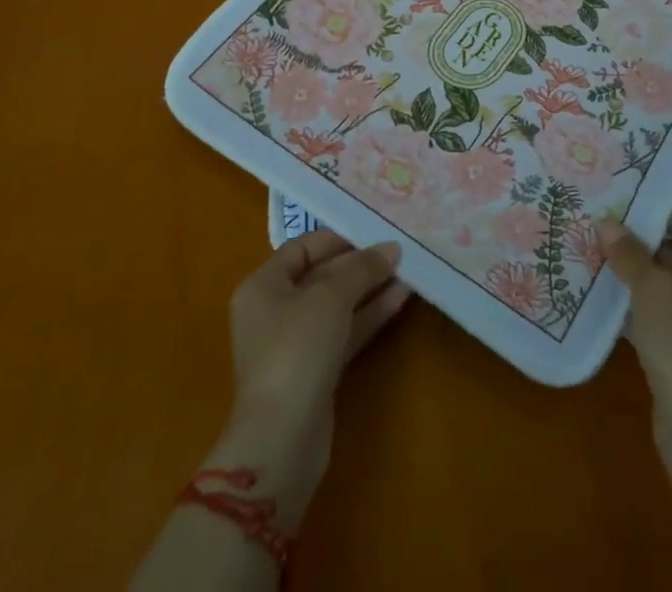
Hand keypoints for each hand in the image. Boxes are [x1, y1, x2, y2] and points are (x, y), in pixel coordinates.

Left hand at [213, 230, 411, 528]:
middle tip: (397, 250)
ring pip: (337, 306)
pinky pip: (344, 332)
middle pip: (321, 276)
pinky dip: (368, 316)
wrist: (282, 441)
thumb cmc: (296, 351)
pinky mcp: (315, 371)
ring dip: (369, 289)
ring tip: (408, 271)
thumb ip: (361, 269)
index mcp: (263, 286)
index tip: (372, 230)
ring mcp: (295, 344)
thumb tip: (391, 248)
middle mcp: (274, 311)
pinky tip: (400, 300)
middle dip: (359, 265)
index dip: (336, 238)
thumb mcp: (330, 298)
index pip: (301, 248)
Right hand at [600, 207, 671, 429]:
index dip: (650, 206)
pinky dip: (635, 300)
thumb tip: (605, 221)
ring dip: (633, 270)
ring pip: (664, 282)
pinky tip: (602, 289)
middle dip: (636, 238)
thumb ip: (629, 252)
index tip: (616, 190)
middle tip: (598, 217)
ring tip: (593, 246)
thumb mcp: (652, 289)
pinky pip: (660, 310)